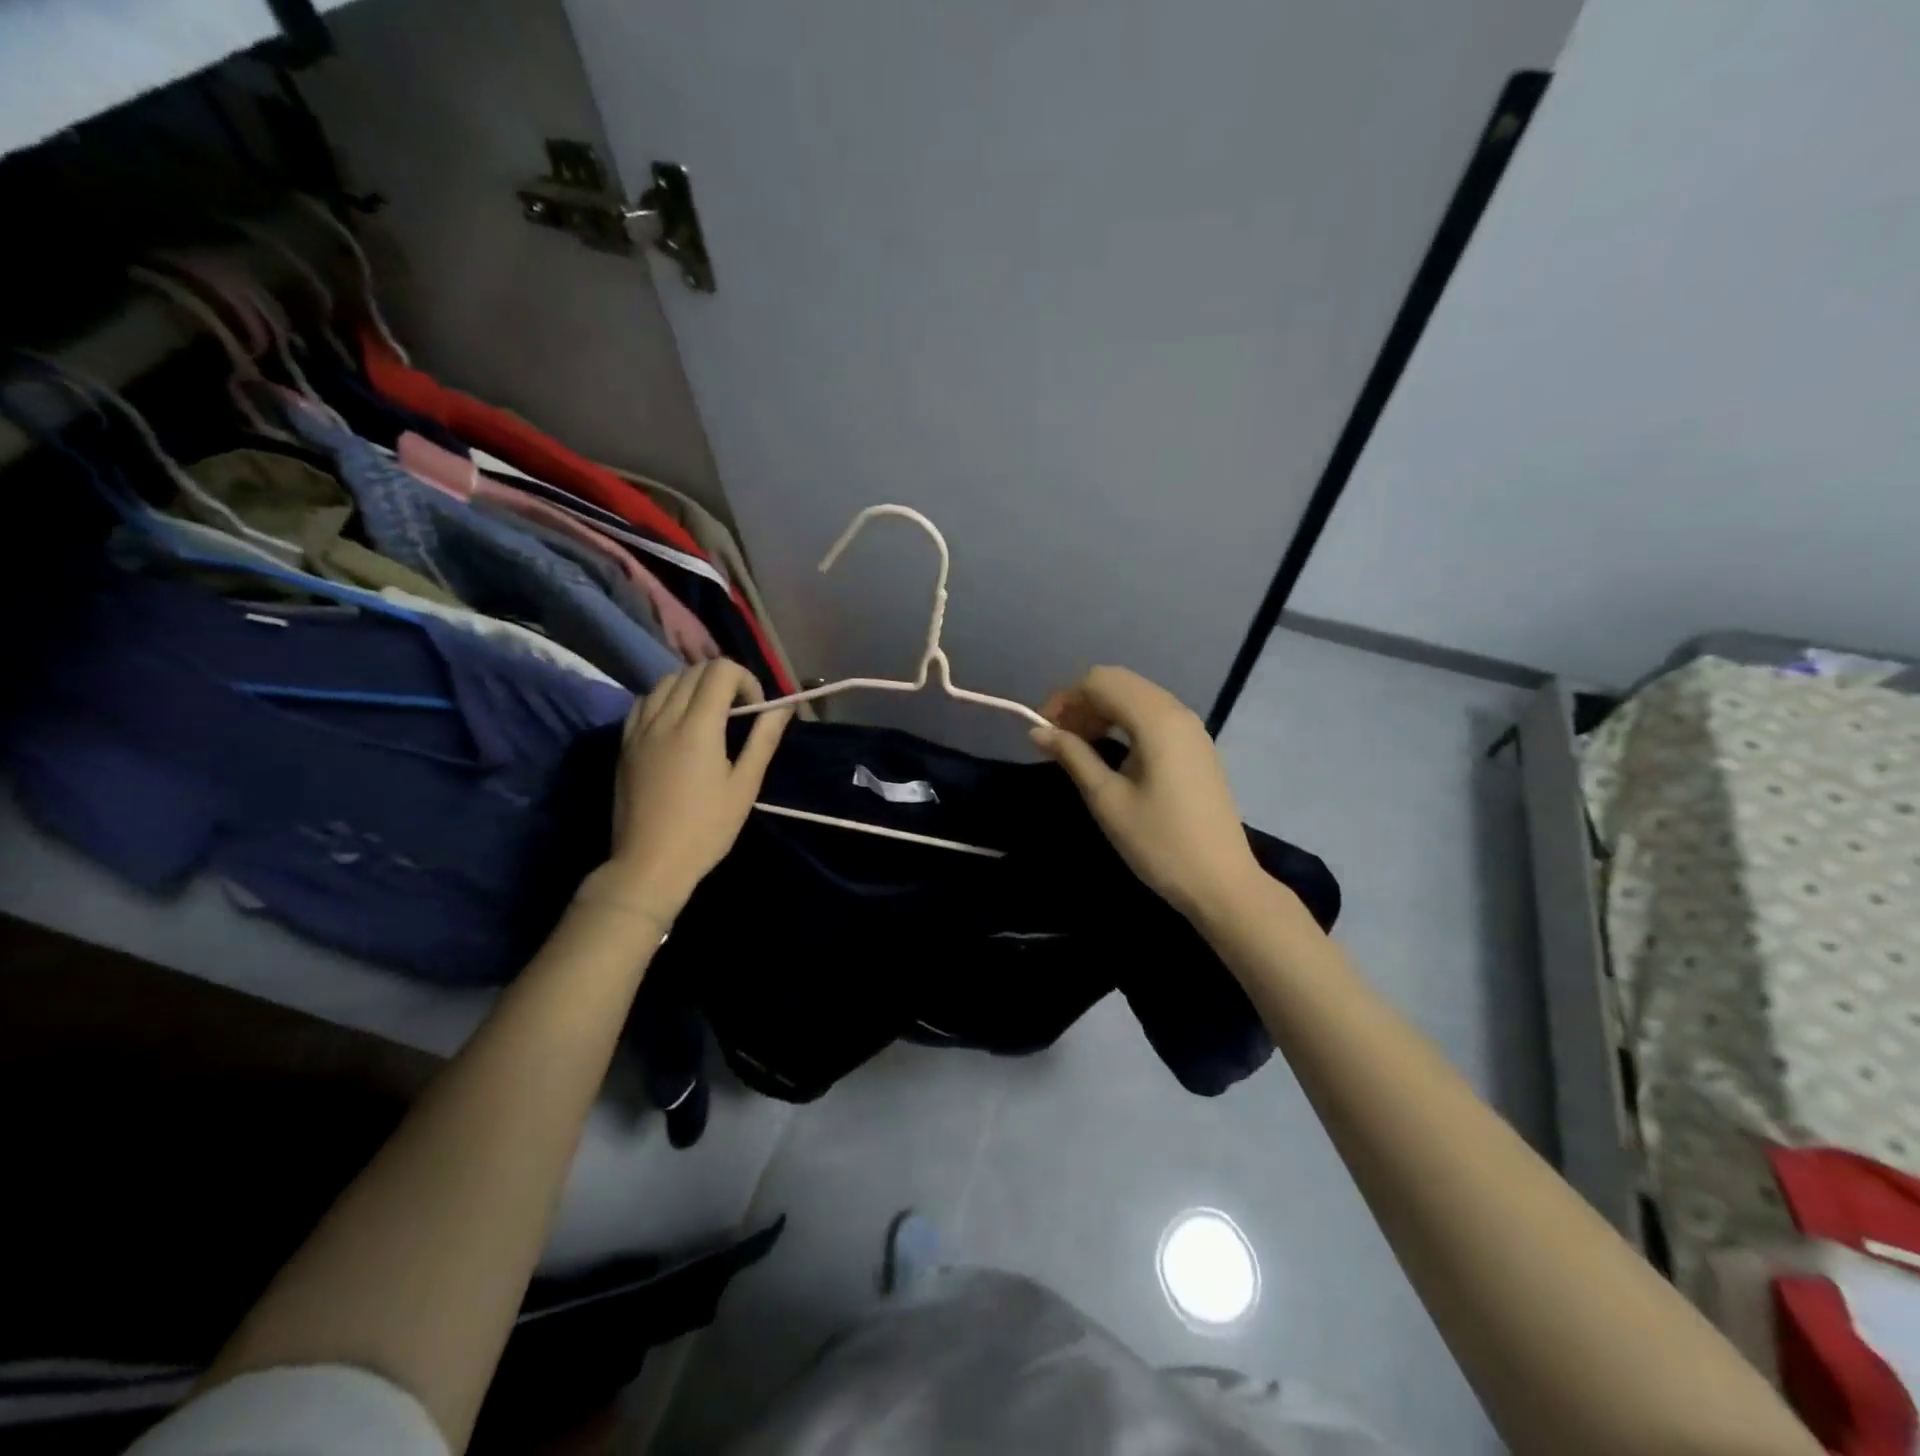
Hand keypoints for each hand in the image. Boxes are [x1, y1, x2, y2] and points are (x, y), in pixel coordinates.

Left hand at [587, 660, 791, 925]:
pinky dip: (666, 698)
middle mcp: (665, 717)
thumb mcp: (744, 786)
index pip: (721, 671)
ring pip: (666, 680)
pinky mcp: (624, 743)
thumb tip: (782, 707)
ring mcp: (639, 728)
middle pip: (694, 670)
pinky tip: (677, 724)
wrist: (650, 863)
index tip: (755, 710)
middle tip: (738, 712)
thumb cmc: (706, 829)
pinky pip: (645, 701)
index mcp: (698, 726)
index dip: (746, 680)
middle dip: (723, 681)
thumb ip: (763, 740)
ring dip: (693, 686)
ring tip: (708, 716)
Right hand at [1031, 666, 1264, 921]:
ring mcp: (1192, 728)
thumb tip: (1038, 731)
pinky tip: (1110, 751)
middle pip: (1119, 682)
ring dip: (1102, 710)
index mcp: (1157, 720)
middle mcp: (1177, 712)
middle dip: (1082, 702)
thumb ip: (1073, 756)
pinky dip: (1124, 722)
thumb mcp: (1107, 800)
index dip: (1065, 699)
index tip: (1042, 731)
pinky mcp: (1196, 746)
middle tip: (1058, 739)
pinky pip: (1153, 715)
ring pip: (1137, 696)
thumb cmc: (1159, 843)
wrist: (1221, 882)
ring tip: (1078, 746)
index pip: (1100, 682)